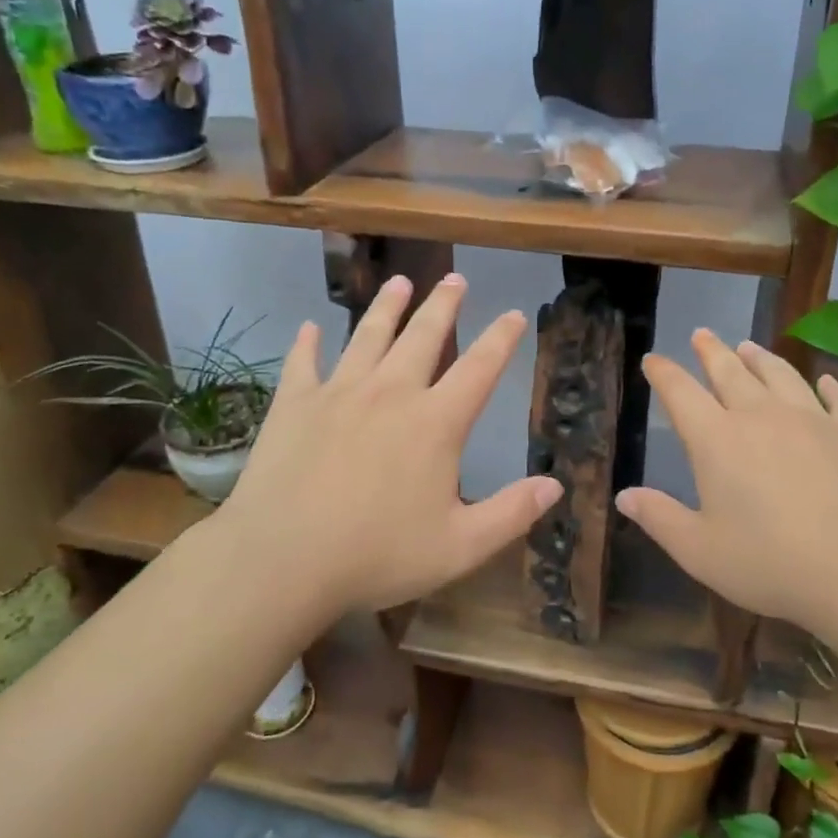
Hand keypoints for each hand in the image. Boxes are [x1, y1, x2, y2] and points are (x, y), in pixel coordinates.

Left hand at [200, 274, 561, 618]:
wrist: (282, 559)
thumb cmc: (377, 555)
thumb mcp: (460, 547)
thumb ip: (511, 514)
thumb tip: (555, 485)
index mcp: (435, 422)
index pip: (480, 368)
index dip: (502, 339)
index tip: (514, 313)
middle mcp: (391, 393)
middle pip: (423, 336)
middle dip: (443, 305)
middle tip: (455, 278)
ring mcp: (339, 392)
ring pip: (368, 335)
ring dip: (386, 306)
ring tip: (398, 282)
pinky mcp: (294, 404)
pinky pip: (303, 362)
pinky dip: (308, 343)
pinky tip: (310, 327)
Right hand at [615, 330, 837, 627]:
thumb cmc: (771, 564)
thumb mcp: (700, 551)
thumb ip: (659, 519)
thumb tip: (624, 495)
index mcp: (717, 440)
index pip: (680, 393)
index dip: (663, 373)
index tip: (653, 359)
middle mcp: (761, 416)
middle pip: (729, 371)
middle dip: (711, 351)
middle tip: (701, 334)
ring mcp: (812, 418)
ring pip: (780, 374)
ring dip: (761, 358)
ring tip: (749, 346)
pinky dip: (828, 386)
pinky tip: (824, 381)